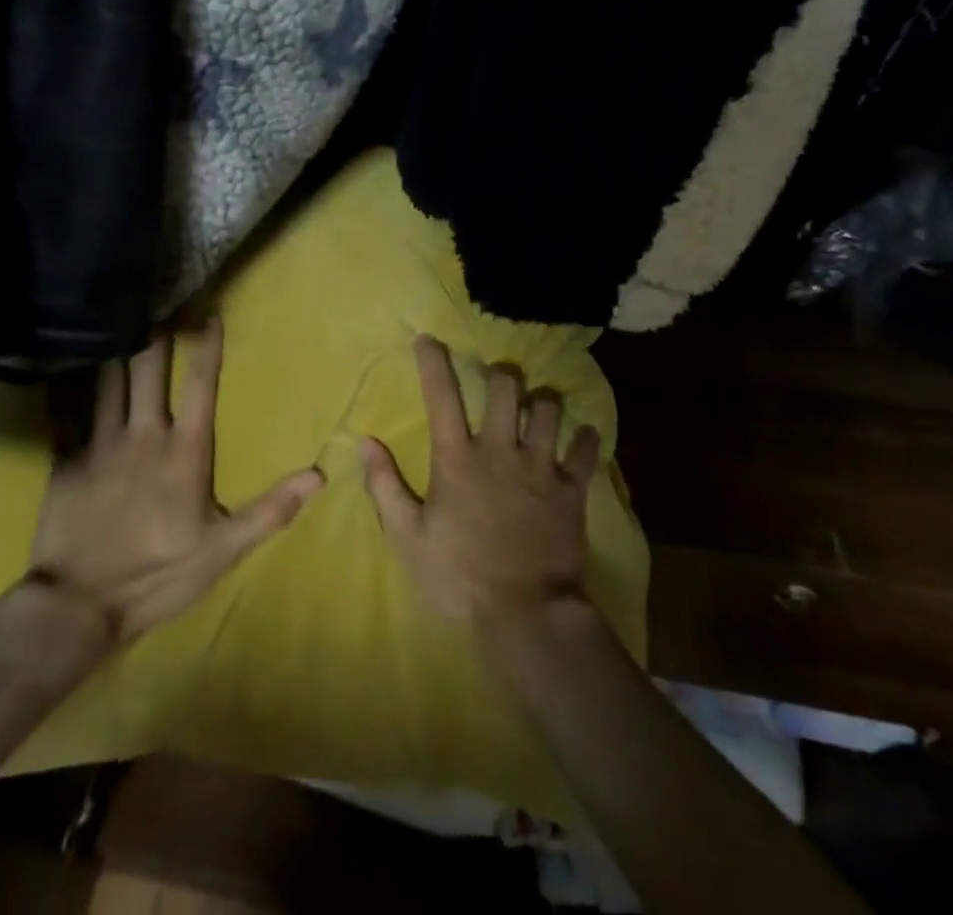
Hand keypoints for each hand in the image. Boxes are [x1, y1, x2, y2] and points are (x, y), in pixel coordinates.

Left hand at [29, 321, 322, 645]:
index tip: (210, 312)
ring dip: (116, 346)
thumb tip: (318, 475)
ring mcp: (100, 444)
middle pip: (149, 369)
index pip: (201, 385)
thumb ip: (270, 509)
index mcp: (185, 450)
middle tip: (157, 299)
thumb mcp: (224, 549)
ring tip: (117, 315)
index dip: (207, 346)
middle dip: (156, 331)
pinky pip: (67, 411)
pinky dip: (69, 384)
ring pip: (109, 380)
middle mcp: (143, 434)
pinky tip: (65, 361)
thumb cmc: (159, 574)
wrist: (80, 605)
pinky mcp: (67, 460)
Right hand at [361, 336, 600, 632]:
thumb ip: (385, 486)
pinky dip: (585, 439)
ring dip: (542, 403)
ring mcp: (541, 467)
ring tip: (537, 410)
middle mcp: (500, 450)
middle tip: (498, 385)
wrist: (524, 615)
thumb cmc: (458, 576)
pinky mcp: (572, 490)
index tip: (428, 338)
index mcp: (457, 458)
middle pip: (506, 387)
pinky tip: (582, 437)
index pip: (442, 396)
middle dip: (501, 376)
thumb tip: (366, 442)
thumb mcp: (407, 538)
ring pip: (548, 408)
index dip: (433, 361)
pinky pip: (586, 450)